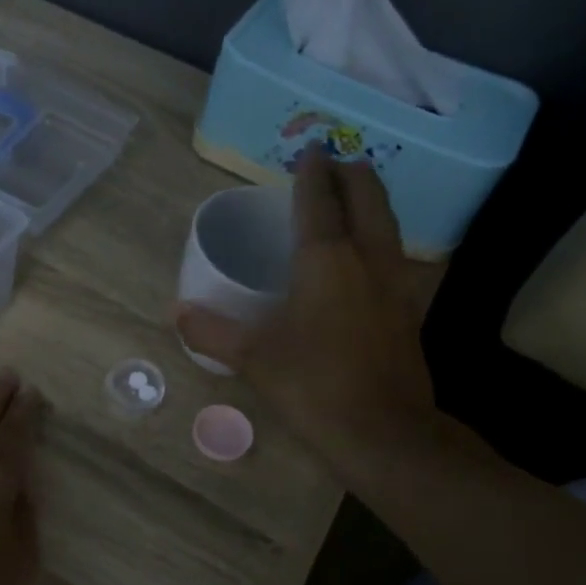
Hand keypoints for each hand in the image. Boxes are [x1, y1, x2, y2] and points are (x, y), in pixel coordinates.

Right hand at [176, 155, 437, 462]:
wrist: (384, 432)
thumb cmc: (314, 385)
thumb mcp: (253, 358)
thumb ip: (212, 332)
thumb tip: (178, 313)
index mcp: (327, 260)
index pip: (320, 201)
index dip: (313, 173)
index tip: (310, 151)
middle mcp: (368, 260)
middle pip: (368, 199)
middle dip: (353, 175)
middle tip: (337, 162)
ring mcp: (395, 284)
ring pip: (388, 225)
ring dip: (372, 202)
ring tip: (354, 197)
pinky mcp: (407, 311)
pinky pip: (394, 256)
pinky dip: (379, 238)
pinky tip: (367, 257)